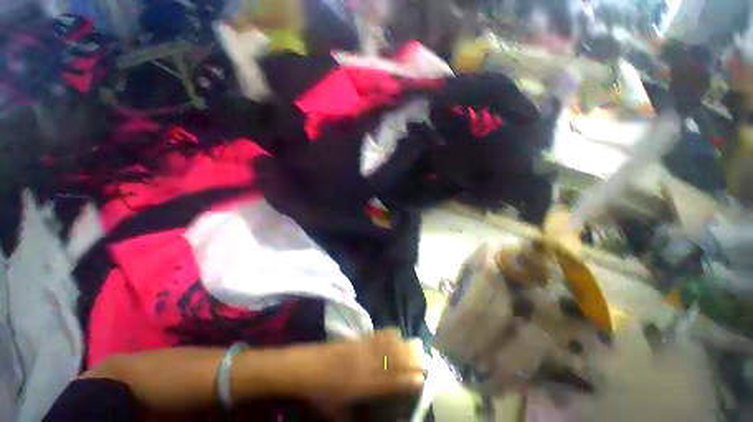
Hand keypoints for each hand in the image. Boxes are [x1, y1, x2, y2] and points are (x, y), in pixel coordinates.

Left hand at [305, 330, 424, 407]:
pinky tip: (396, 332)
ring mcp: (362, 349)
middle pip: (393, 360)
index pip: (391, 382)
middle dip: (412, 359)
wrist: (305, 366)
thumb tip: (367, 419)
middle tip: (426, 358)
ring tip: (417, 344)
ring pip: (388, 345)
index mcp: (363, 386)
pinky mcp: (356, 339)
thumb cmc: (320, 392)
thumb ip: (353, 416)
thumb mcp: (336, 410)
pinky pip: (376, 334)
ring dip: (404, 344)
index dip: (408, 379)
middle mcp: (366, 366)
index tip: (422, 377)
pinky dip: (388, 333)